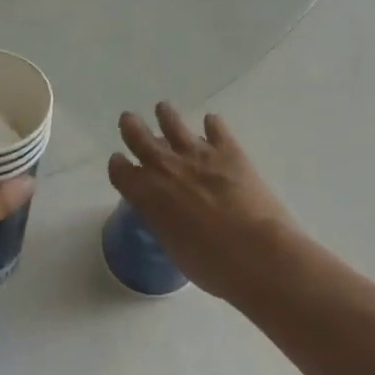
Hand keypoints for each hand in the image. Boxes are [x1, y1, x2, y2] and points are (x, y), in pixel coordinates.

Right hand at [108, 103, 296, 298]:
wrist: (256, 252)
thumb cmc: (212, 265)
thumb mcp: (174, 248)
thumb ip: (165, 224)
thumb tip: (169, 216)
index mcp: (148, 195)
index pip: (121, 172)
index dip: (118, 165)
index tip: (118, 161)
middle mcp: (166, 168)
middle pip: (139, 138)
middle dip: (131, 128)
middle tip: (128, 120)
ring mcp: (197, 154)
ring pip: (173, 123)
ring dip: (166, 116)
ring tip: (163, 109)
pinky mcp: (228, 150)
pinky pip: (215, 128)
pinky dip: (212, 124)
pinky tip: (211, 122)